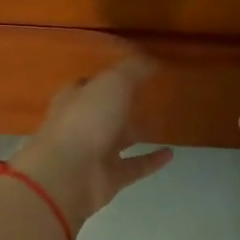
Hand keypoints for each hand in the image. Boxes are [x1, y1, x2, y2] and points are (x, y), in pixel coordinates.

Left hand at [11, 58, 173, 230]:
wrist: (69, 175)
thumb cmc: (86, 120)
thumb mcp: (113, 84)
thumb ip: (132, 71)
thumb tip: (151, 61)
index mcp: (74, 99)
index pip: (90, 85)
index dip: (108, 78)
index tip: (132, 73)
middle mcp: (81, 125)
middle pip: (104, 112)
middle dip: (121, 106)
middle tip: (149, 98)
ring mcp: (94, 154)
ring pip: (118, 140)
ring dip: (136, 133)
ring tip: (163, 123)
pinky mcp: (108, 178)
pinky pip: (134, 166)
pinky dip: (151, 160)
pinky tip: (171, 154)